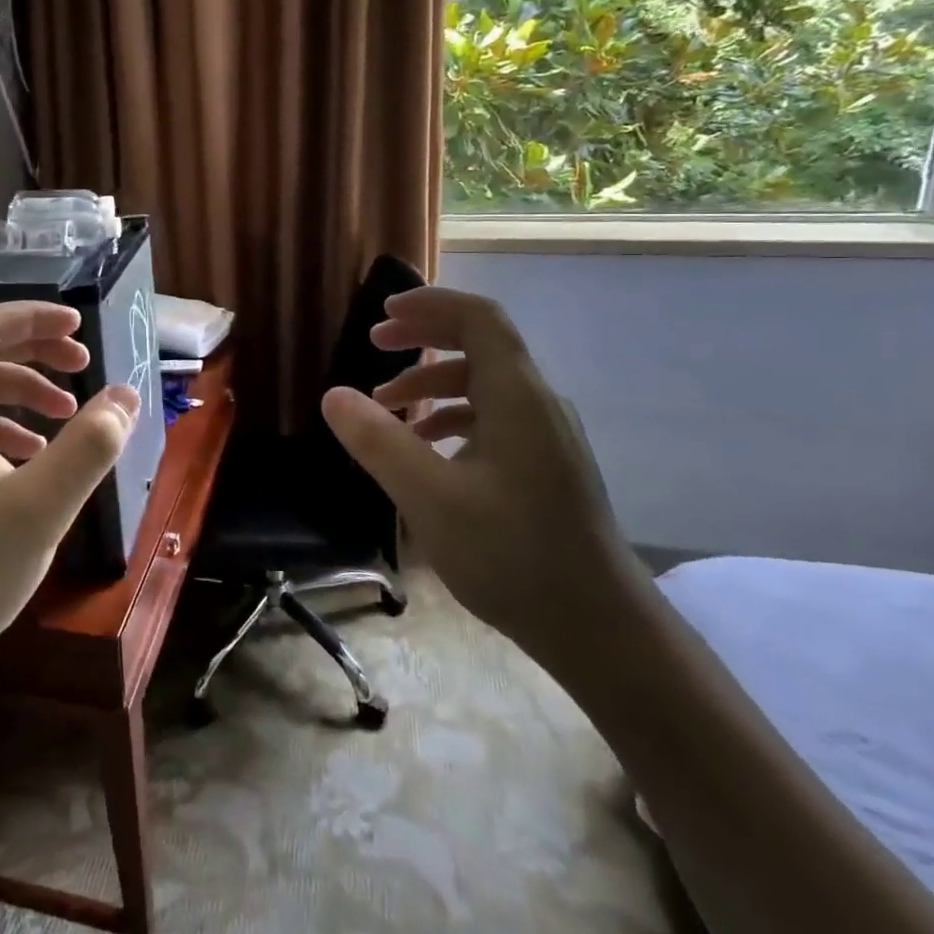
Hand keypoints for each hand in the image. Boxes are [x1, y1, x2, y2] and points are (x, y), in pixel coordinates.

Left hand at [0, 302, 138, 683]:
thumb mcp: (39, 509)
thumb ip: (89, 446)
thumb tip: (126, 396)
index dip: (35, 317)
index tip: (81, 326)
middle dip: (35, 352)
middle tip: (84, 366)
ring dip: (21, 393)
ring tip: (66, 419)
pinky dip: (0, 429)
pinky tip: (30, 463)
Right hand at [320, 287, 635, 656]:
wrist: (599, 629)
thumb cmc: (513, 556)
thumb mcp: (430, 498)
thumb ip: (378, 442)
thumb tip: (333, 395)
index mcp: (517, 397)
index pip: (479, 318)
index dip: (430, 304)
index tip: (383, 313)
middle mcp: (538, 404)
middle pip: (481, 344)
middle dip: (423, 337)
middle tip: (375, 344)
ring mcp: (547, 436)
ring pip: (484, 385)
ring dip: (432, 383)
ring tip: (385, 406)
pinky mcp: (547, 465)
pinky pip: (494, 418)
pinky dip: (452, 417)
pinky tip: (425, 450)